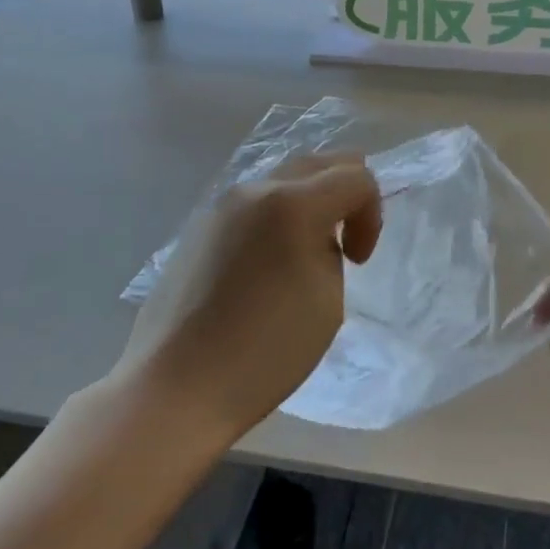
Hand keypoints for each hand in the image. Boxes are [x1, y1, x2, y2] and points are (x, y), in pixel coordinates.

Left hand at [124, 156, 381, 440]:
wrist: (176, 385)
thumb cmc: (265, 350)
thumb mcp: (327, 302)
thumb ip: (331, 252)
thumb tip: (315, 239)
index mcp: (293, 204)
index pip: (356, 177)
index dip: (372, 214)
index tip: (360, 260)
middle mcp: (254, 190)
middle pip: (319, 163)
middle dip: (344, 195)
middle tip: (343, 245)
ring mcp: (220, 205)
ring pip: (282, 179)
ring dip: (308, 204)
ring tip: (303, 256)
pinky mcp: (198, 227)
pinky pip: (252, 204)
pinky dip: (275, 218)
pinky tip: (265, 267)